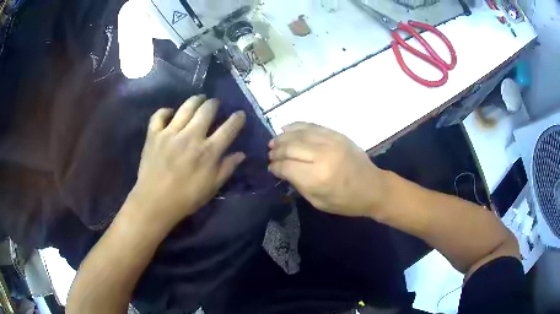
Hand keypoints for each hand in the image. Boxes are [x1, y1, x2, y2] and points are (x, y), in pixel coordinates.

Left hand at [128, 96, 245, 231]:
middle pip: (207, 110)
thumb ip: (227, 168)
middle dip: (214, 103)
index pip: (229, 128)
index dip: (237, 118)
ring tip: (199, 99)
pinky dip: (166, 111)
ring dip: (196, 100)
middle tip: (215, 104)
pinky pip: (160, 115)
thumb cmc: (186, 198)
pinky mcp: (154, 134)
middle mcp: (191, 136)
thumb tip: (241, 154)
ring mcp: (170, 133)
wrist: (155, 202)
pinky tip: (171, 113)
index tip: (240, 114)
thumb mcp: (212, 187)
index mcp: (208, 151)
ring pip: (186, 107)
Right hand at [269, 123, 386, 217]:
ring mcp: (331, 141)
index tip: (271, 168)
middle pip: (290, 147)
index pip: (286, 166)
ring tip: (274, 142)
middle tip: (270, 154)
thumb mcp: (318, 201)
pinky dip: (297, 126)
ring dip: (283, 137)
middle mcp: (322, 155)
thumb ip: (298, 184)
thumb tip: (282, 170)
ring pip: (299, 134)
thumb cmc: (346, 201)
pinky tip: (286, 128)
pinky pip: (312, 126)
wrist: (373, 187)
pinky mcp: (337, 134)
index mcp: (317, 177)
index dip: (275, 166)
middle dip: (276, 151)